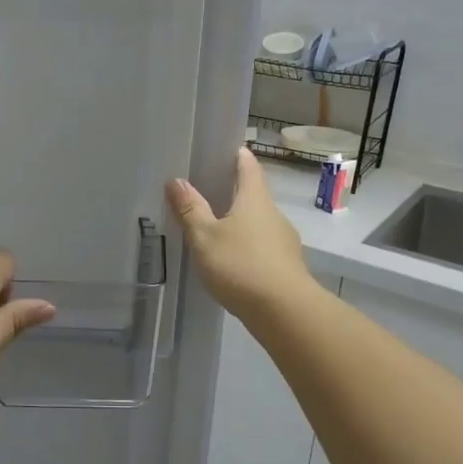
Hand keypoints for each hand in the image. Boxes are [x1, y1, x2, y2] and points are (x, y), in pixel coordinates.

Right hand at [166, 148, 315, 323]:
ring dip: (240, 222)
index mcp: (255, 198)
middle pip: (254, 194)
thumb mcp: (205, 237)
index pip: (248, 165)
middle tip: (206, 192)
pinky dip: (248, 247)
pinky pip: (263, 247)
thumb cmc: (241, 265)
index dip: (236, 155)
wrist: (285, 311)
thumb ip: (191, 209)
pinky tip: (232, 261)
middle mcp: (273, 214)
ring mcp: (284, 241)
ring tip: (214, 230)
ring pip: (259, 222)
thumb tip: (176, 180)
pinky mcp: (286, 266)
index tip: (220, 151)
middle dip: (233, 191)